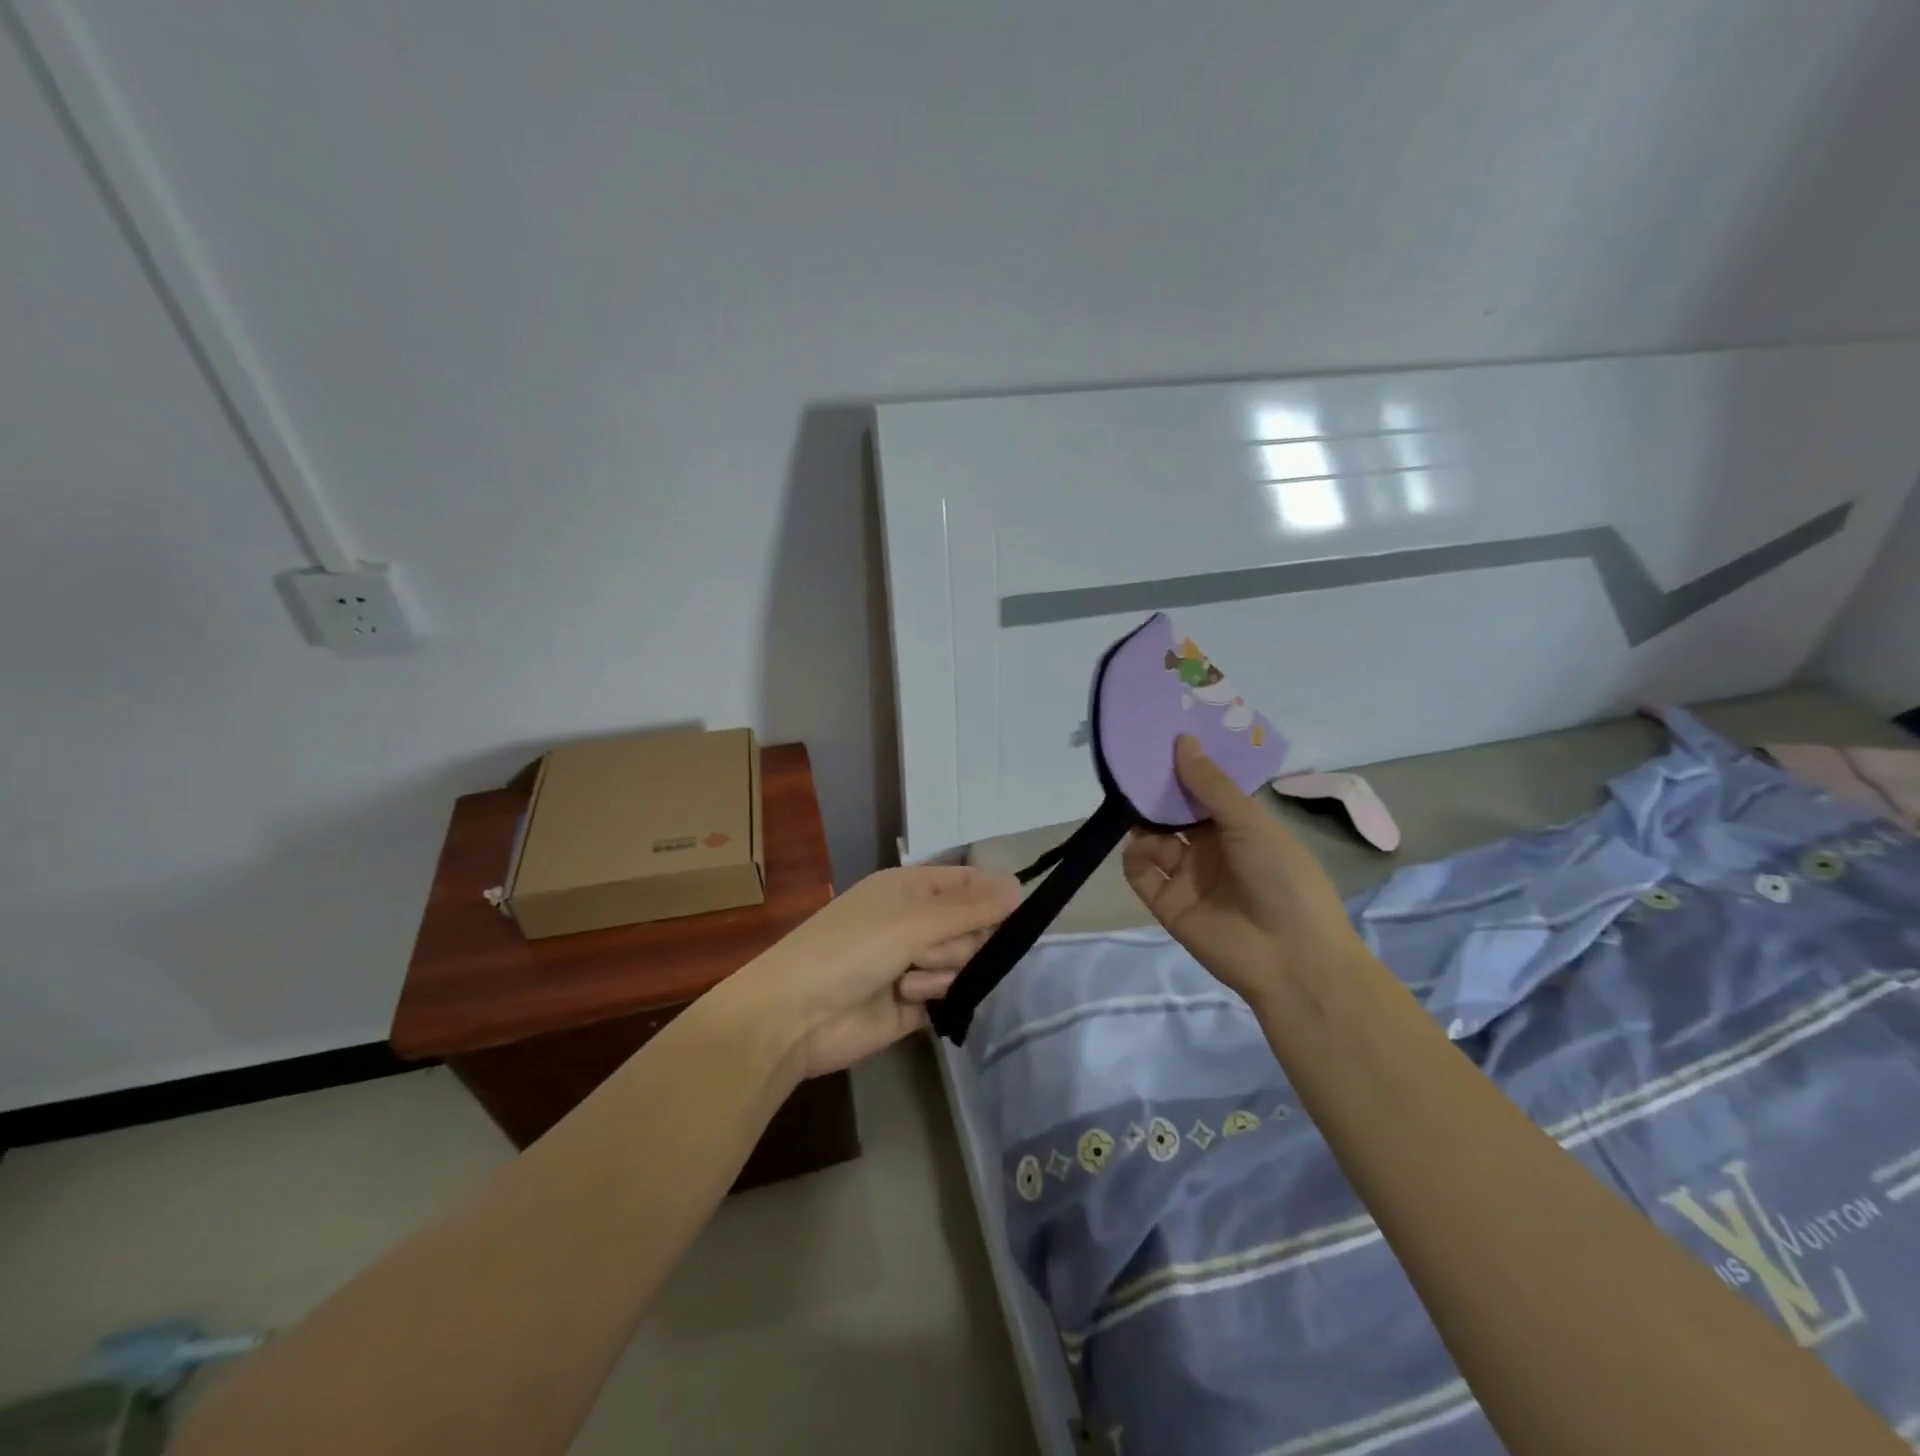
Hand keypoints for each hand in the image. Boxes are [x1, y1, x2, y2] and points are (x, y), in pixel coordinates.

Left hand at [742, 865, 1021, 1076]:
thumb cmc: (851, 949)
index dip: (993, 898)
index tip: (1014, 917)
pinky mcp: (914, 1004)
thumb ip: (970, 908)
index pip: (969, 884)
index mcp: (911, 889)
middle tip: (928, 951)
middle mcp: (916, 922)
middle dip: (959, 941)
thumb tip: (1019, 886)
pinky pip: (950, 994)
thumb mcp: (913, 920)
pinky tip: (912, 1002)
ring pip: (964, 962)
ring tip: (907, 981)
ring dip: (943, 971)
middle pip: (974, 926)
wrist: (795, 1017)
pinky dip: (937, 996)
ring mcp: (915, 963)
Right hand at [1122, 736, 1366, 1005]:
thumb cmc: (1282, 878)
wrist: (1291, 958)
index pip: (1203, 793)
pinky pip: (1142, 874)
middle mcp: (1212, 850)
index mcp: (1239, 828)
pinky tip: (1141, 847)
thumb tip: (1181, 740)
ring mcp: (1188, 878)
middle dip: (1157, 794)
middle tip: (1134, 769)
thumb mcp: (1251, 824)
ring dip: (1145, 824)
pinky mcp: (1168, 905)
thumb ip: (1211, 786)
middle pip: (1174, 815)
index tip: (1159, 742)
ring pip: (1154, 841)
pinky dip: (1136, 857)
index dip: (1184, 770)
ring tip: (1136, 810)